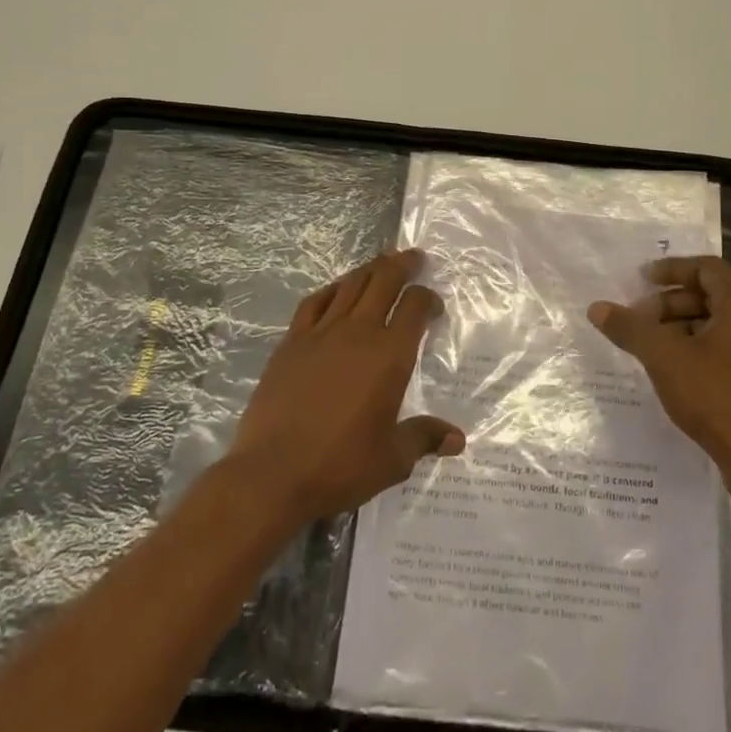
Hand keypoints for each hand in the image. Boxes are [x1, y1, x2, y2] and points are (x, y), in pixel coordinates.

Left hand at [223, 249, 464, 527]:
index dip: (428, 298)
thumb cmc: (340, 466)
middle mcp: (358, 333)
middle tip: (414, 257)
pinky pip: (315, 303)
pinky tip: (337, 289)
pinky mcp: (291, 343)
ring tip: (382, 262)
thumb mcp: (392, 459)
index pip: (414, 307)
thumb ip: (424, 438)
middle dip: (403, 265)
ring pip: (350, 285)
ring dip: (370, 270)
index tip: (434, 307)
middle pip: (384, 282)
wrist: (272, 474)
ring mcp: (321, 334)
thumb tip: (458, 439)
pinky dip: (332, 289)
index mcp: (390, 356)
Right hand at [589, 256, 730, 489]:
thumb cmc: (716, 399)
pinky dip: (703, 346)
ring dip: (685, 325)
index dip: (671, 269)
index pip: (706, 268)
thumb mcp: (664, 358)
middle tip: (640, 318)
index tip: (641, 279)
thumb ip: (630, 328)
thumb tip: (597, 307)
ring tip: (653, 345)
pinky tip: (677, 368)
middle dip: (672, 302)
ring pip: (723, 322)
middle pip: (713, 294)